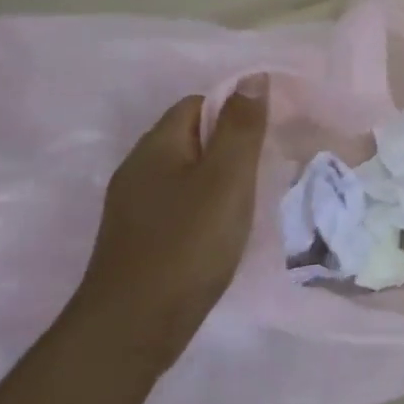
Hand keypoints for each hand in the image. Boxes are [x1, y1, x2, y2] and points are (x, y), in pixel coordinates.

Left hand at [71, 80, 268, 377]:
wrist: (135, 326)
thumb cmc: (188, 244)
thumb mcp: (226, 179)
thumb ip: (242, 128)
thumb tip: (254, 77)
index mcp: (156, 147)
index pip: (198, 105)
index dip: (234, 111)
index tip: (268, 135)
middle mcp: (138, 169)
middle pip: (191, 137)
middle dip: (231, 145)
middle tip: (268, 167)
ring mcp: (135, 207)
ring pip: (186, 173)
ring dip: (220, 178)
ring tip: (253, 198)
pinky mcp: (141, 238)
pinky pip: (180, 203)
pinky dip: (207, 206)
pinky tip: (226, 229)